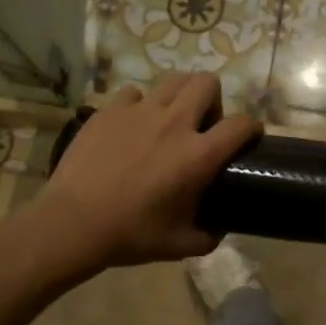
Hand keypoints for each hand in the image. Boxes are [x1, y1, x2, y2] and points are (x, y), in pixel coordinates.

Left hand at [34, 74, 258, 272]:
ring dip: (179, 96)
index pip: (241, 125)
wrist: (73, 223)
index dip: (252, 128)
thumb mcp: (180, 245)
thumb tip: (219, 227)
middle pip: (207, 82)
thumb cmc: (131, 235)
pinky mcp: (110, 110)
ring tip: (170, 119)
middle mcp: (174, 123)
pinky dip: (140, 106)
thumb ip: (209, 235)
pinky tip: (132, 127)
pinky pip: (134, 94)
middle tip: (202, 125)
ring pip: (172, 80)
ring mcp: (139, 111)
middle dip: (213, 99)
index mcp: (198, 155)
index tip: (248, 138)